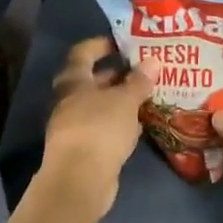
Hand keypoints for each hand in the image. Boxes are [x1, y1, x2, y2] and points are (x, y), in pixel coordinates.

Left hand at [41, 36, 150, 202]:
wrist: (80, 179)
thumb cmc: (100, 129)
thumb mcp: (125, 101)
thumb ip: (139, 81)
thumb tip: (153, 61)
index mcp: (73, 81)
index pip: (83, 52)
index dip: (102, 44)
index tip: (124, 42)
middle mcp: (69, 100)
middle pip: (92, 80)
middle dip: (117, 74)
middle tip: (144, 69)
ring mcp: (73, 126)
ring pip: (99, 105)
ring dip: (120, 100)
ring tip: (147, 95)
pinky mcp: (83, 149)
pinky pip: (103, 127)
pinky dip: (119, 122)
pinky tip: (139, 124)